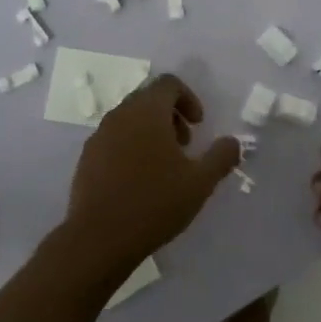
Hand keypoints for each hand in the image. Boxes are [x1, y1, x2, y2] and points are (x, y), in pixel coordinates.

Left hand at [64, 74, 240, 277]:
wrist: (99, 238)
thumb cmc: (154, 203)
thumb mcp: (200, 182)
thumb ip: (221, 157)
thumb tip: (232, 142)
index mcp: (147, 111)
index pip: (169, 83)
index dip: (189, 98)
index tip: (198, 125)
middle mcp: (120, 115)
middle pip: (148, 98)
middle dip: (171, 115)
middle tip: (185, 145)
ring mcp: (99, 136)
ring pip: (129, 119)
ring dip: (151, 131)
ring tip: (164, 166)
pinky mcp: (87, 157)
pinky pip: (114, 139)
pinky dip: (131, 146)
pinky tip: (139, 180)